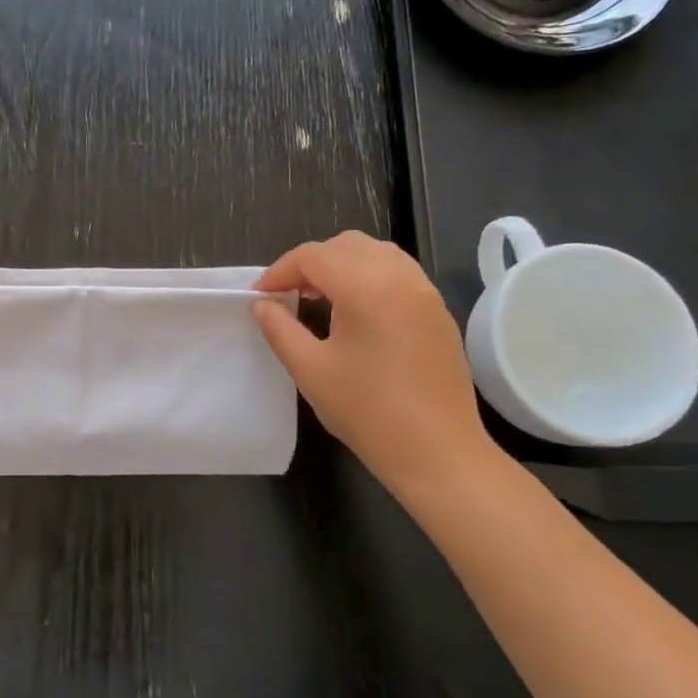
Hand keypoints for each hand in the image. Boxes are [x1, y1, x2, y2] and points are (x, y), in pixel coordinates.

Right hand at [253, 231, 496, 498]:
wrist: (437, 451)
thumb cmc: (366, 411)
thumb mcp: (310, 370)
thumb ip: (280, 329)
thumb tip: (262, 305)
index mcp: (367, 288)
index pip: (314, 256)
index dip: (279, 271)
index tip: (259, 297)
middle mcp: (401, 278)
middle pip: (346, 245)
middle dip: (310, 263)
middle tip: (287, 296)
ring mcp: (425, 293)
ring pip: (376, 253)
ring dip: (341, 266)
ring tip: (319, 300)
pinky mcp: (437, 312)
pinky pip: (397, 273)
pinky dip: (368, 277)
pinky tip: (354, 313)